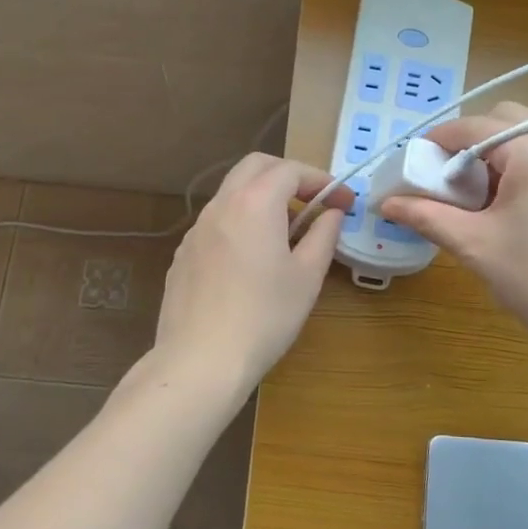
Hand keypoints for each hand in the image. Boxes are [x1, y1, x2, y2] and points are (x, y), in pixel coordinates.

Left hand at [155, 154, 349, 395]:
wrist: (200, 360)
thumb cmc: (265, 317)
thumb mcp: (307, 277)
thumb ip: (323, 236)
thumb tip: (332, 214)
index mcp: (255, 203)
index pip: (291, 170)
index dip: (322, 180)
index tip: (344, 203)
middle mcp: (221, 205)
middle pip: (255, 167)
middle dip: (288, 175)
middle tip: (313, 201)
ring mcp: (196, 229)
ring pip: (232, 193)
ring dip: (262, 197)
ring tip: (286, 231)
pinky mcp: (183, 254)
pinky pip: (217, 222)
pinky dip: (240, 221)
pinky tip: (252, 258)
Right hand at [379, 102, 527, 353]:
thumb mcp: (474, 245)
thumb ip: (427, 216)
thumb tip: (386, 202)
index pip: (476, 127)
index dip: (439, 139)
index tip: (414, 160)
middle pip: (508, 120)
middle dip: (473, 140)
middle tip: (451, 177)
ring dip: (500, 153)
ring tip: (480, 196)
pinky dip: (525, 167)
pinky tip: (513, 207)